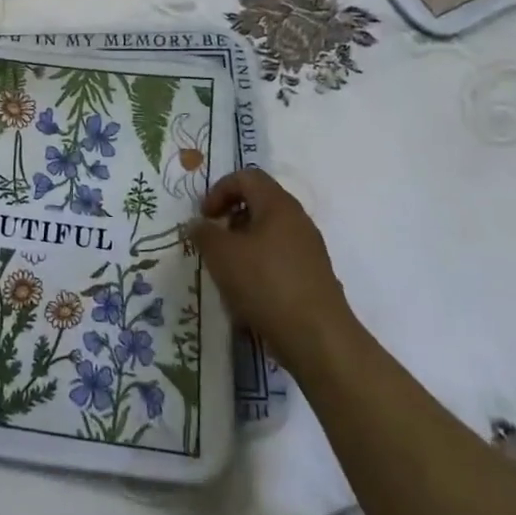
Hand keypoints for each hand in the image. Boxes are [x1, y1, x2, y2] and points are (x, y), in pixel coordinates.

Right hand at [189, 169, 355, 370]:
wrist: (317, 338)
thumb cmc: (265, 284)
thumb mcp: (221, 254)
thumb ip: (203, 233)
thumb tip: (198, 225)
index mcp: (278, 205)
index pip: (247, 177)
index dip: (219, 190)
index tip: (204, 216)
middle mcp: (297, 220)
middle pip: (258, 204)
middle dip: (230, 219)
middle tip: (213, 242)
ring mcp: (309, 250)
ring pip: (268, 233)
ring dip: (242, 246)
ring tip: (226, 272)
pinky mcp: (312, 277)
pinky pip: (279, 259)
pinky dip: (258, 267)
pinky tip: (247, 294)